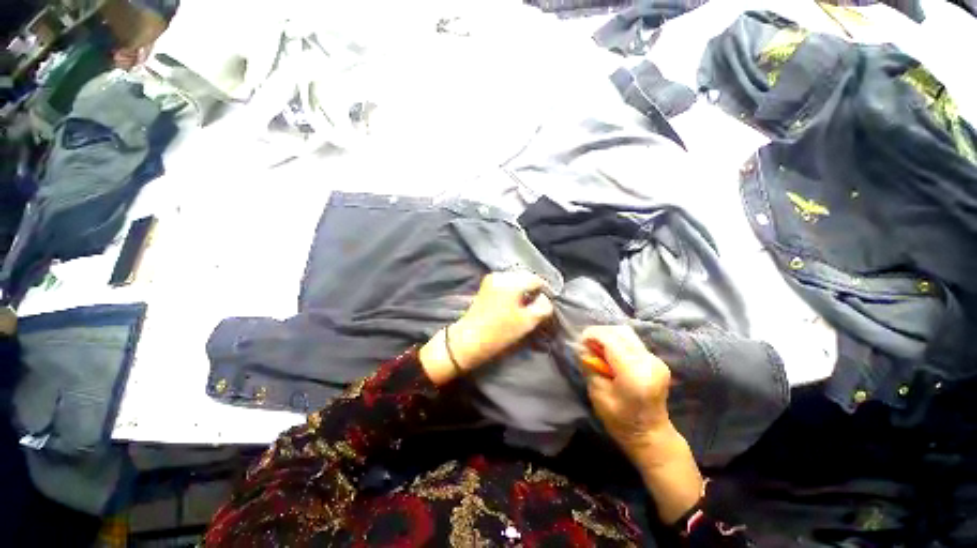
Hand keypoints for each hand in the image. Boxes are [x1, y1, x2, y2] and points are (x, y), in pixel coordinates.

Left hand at [420, 272, 552, 383]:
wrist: (469, 339)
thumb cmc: (500, 332)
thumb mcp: (528, 322)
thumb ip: (543, 306)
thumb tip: (544, 298)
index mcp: (512, 281)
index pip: (536, 280)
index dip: (545, 292)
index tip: (547, 305)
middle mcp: (501, 275)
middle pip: (525, 277)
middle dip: (533, 290)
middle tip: (537, 306)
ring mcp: (491, 279)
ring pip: (515, 280)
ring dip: (522, 290)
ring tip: (525, 306)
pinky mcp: (485, 285)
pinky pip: (505, 283)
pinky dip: (512, 291)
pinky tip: (513, 304)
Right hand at [582, 326, 673, 461]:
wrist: (651, 435)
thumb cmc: (621, 421)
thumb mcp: (598, 394)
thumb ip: (590, 366)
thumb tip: (581, 346)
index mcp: (635, 373)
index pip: (611, 340)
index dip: (592, 335)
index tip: (579, 341)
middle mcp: (648, 361)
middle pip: (620, 332)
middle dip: (599, 333)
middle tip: (586, 344)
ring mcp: (655, 359)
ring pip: (626, 334)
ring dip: (608, 335)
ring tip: (596, 347)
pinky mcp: (655, 360)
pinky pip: (632, 341)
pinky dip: (616, 341)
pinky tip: (609, 353)